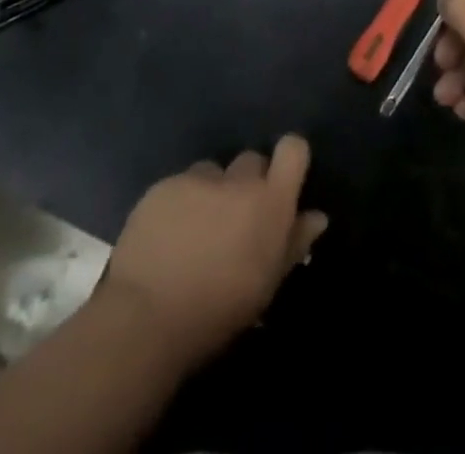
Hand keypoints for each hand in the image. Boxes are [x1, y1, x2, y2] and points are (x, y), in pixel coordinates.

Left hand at [99, 134, 327, 368]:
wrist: (147, 317)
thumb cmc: (218, 311)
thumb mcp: (266, 285)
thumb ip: (293, 243)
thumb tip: (317, 216)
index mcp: (269, 201)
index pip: (293, 149)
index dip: (290, 158)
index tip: (283, 181)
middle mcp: (237, 179)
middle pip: (251, 161)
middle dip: (247, 183)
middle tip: (235, 220)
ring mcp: (197, 178)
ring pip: (213, 172)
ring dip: (211, 191)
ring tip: (196, 230)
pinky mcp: (163, 185)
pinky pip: (180, 184)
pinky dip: (179, 202)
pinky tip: (167, 236)